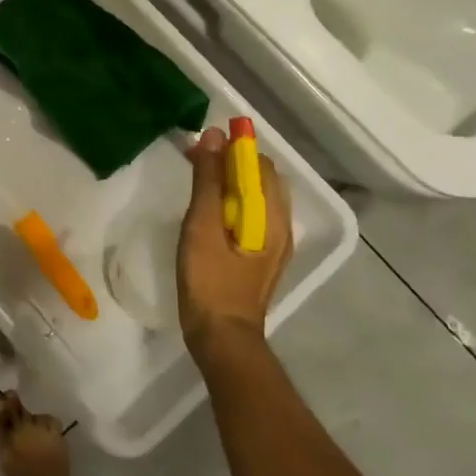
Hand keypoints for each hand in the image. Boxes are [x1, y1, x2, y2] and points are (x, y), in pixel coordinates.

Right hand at [177, 127, 293, 371]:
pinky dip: (230, 202)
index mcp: (272, 216)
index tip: (201, 142)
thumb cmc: (210, 280)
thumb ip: (208, 181)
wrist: (222, 337)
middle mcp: (281, 225)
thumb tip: (212, 137)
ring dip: (229, 182)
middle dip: (230, 162)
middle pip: (260, 179)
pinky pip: (250, 216)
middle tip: (194, 159)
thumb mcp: (203, 226)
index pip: (259, 165)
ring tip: (197, 180)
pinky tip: (208, 212)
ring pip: (256, 198)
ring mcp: (273, 243)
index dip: (233, 147)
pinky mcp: (260, 257)